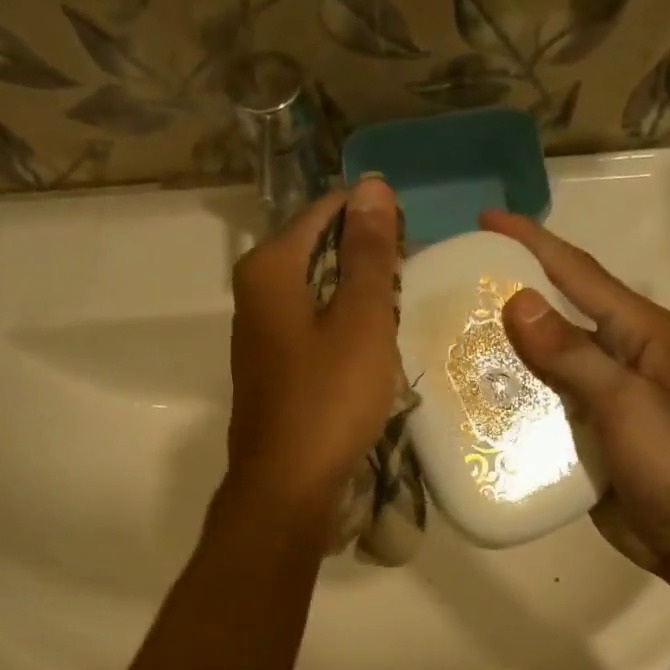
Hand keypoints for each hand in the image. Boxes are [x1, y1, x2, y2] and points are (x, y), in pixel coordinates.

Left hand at [225, 179, 402, 516]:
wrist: (288, 486)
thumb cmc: (329, 399)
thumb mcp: (362, 320)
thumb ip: (368, 252)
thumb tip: (371, 184)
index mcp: (270, 267)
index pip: (328, 211)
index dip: (375, 219)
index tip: (413, 246)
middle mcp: (255, 290)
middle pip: (320, 249)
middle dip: (367, 260)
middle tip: (410, 286)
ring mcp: (260, 332)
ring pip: (318, 290)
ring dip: (359, 297)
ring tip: (398, 318)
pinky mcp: (273, 366)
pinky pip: (313, 326)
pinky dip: (343, 329)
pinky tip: (370, 352)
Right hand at [484, 209, 669, 588]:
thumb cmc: (667, 460)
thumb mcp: (622, 400)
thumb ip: (571, 352)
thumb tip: (517, 300)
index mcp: (636, 330)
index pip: (576, 271)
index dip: (531, 243)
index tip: (485, 222)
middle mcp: (616, 350)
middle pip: (555, 307)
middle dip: (509, 290)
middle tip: (454, 282)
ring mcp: (597, 390)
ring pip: (542, 354)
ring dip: (504, 342)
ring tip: (450, 331)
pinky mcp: (581, 426)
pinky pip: (538, 395)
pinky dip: (509, 389)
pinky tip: (472, 388)